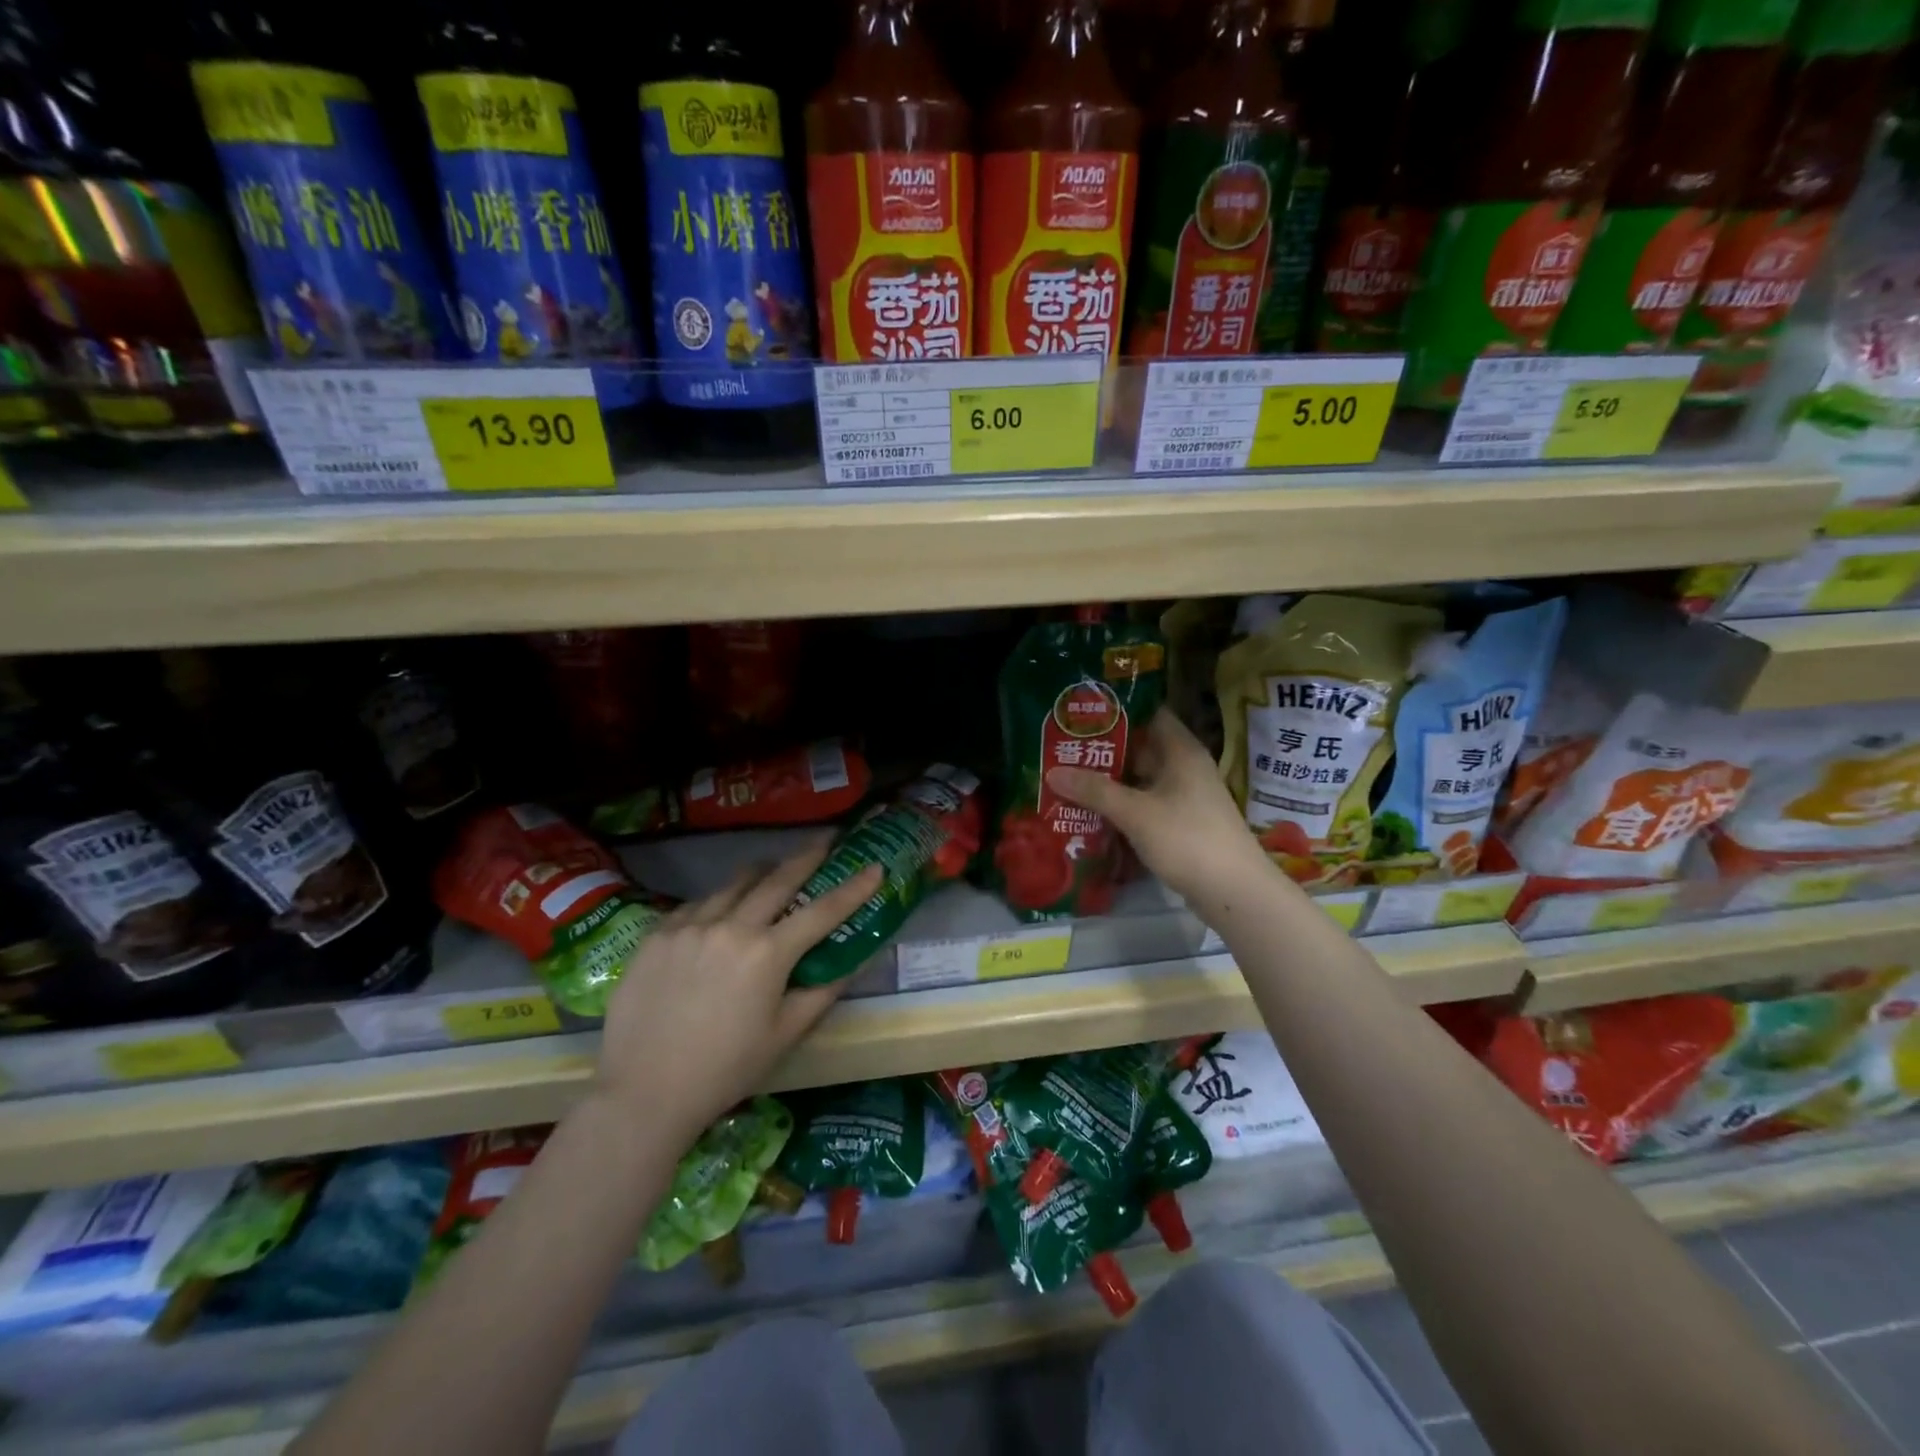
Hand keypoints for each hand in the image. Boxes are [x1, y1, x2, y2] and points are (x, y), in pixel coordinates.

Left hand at [595, 841, 883, 1140]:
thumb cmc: (724, 1070)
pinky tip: (719, 913)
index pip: (822, 911)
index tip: (874, 866)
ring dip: (761, 874)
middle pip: (777, 878)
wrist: (642, 1093)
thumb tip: (852, 963)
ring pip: (733, 884)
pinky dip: (718, 901)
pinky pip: (696, 904)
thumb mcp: (784, 1035)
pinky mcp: (657, 934)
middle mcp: (730, 927)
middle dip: (806, 856)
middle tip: (824, 840)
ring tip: (772, 870)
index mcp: (767, 954)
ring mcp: (689, 925)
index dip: (854, 888)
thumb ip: (821, 992)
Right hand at [1047, 708, 1268, 908]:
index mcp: (1181, 751)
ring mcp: (1185, 797)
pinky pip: (1146, 804)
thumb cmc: (1187, 839)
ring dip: (1111, 781)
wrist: (1234, 891)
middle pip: (1141, 748)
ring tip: (1069, 777)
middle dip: (1105, 750)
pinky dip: (1123, 805)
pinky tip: (1093, 812)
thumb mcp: (1135, 812)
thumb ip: (1095, 791)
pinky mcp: (1182, 823)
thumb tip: (1052, 771)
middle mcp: (1185, 767)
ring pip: (1141, 779)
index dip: (1118, 710)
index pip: (1149, 713)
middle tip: (1064, 747)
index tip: (1082, 713)